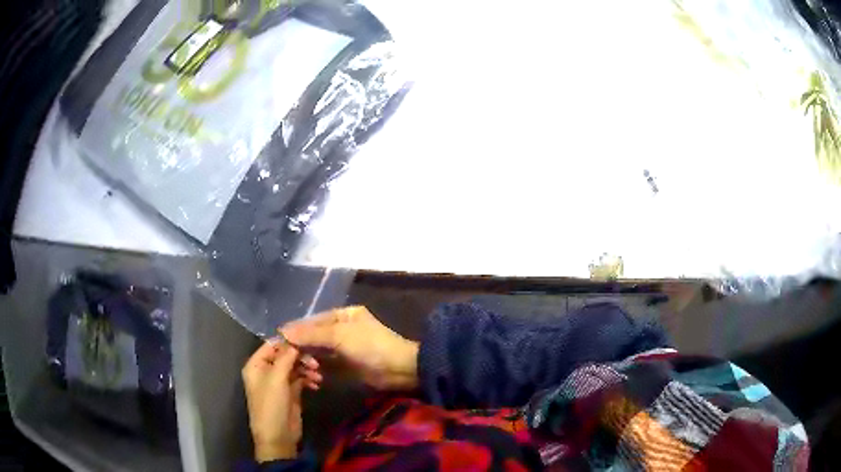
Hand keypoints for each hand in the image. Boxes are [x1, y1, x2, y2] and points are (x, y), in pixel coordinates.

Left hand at [242, 341, 311, 461]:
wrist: (278, 436)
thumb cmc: (271, 405)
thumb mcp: (276, 379)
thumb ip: (285, 357)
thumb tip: (295, 340)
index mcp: (256, 365)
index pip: (272, 345)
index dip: (288, 342)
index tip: (307, 340)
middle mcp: (266, 371)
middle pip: (285, 355)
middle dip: (301, 357)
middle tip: (316, 363)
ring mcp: (279, 382)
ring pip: (295, 366)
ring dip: (307, 369)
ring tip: (318, 376)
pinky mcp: (291, 392)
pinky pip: (300, 378)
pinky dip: (308, 379)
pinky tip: (316, 384)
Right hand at [281, 306, 418, 390]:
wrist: (398, 370)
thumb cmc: (370, 346)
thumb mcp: (340, 336)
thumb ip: (311, 334)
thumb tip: (283, 331)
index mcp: (342, 315)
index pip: (313, 321)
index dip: (296, 329)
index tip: (278, 339)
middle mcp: (341, 329)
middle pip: (314, 337)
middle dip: (301, 347)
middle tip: (285, 357)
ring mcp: (343, 349)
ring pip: (318, 352)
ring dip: (307, 359)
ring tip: (297, 366)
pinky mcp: (345, 366)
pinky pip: (325, 365)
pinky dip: (316, 369)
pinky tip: (308, 374)